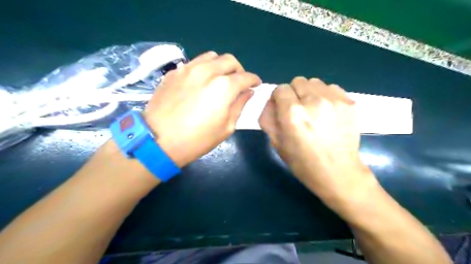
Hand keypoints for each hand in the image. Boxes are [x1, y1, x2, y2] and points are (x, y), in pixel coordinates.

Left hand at [144, 52, 260, 166]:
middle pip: (230, 60)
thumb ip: (239, 105)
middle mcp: (207, 71)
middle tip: (239, 82)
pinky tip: (201, 82)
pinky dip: (204, 68)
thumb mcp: (226, 127)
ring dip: (221, 65)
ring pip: (212, 56)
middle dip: (239, 70)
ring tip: (220, 79)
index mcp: (224, 87)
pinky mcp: (174, 72)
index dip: (254, 80)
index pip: (245, 77)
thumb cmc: (197, 139)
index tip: (256, 84)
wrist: (158, 141)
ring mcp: (188, 69)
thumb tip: (248, 92)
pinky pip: (194, 62)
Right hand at [257, 76, 375, 199]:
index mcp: (292, 113)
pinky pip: (331, 88)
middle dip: (294, 93)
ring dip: (310, 93)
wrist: (338, 172)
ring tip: (314, 110)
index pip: (280, 89)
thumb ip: (268, 118)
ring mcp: (334, 100)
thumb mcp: (277, 143)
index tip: (282, 108)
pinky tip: (327, 112)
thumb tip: (271, 102)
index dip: (279, 98)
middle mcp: (313, 101)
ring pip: (315, 82)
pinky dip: (326, 96)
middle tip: (298, 111)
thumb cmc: (303, 162)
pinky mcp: (349, 102)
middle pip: (297, 81)